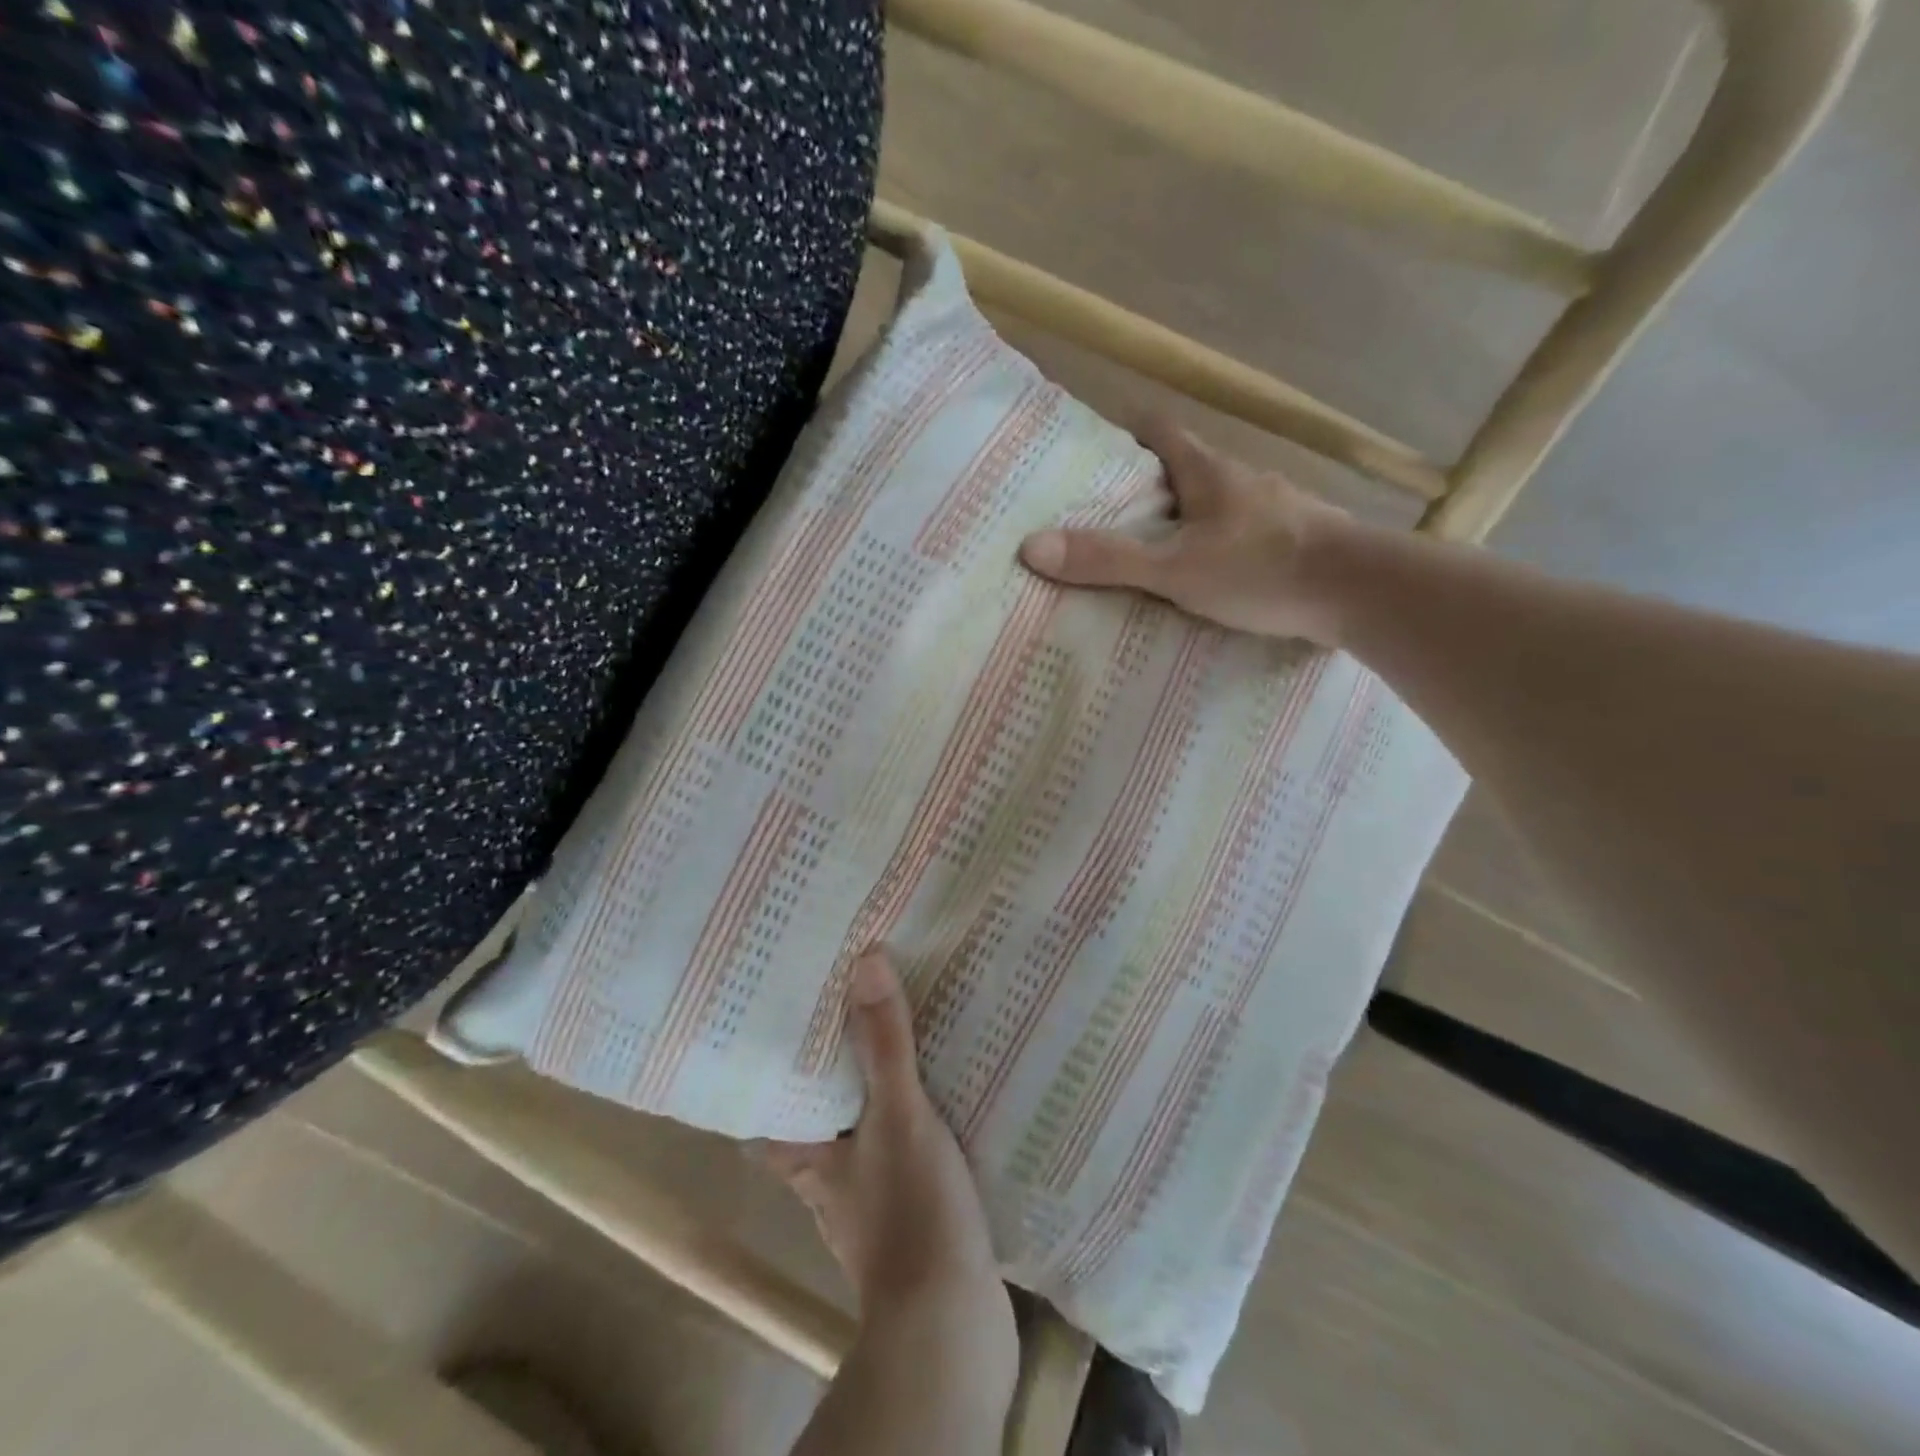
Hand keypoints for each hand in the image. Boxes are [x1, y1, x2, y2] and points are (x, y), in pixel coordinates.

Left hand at [760, 951, 1012, 1338]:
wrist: (954, 1326)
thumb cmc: (910, 1214)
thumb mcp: (899, 1113)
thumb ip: (884, 1040)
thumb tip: (865, 959)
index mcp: (809, 1159)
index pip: (766, 1113)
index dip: (764, 1075)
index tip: (775, 1027)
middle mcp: (831, 1182)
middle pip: (817, 1118)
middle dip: (830, 1072)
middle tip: (846, 1014)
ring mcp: (873, 1203)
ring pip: (863, 1134)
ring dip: (875, 1096)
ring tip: (897, 1041)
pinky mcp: (913, 1218)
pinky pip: (906, 1153)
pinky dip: (914, 1125)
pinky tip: (943, 1098)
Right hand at [1019, 416, 1356, 643]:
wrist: (1362, 592)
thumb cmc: (1263, 568)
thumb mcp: (1175, 569)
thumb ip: (1108, 560)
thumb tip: (1031, 547)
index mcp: (1208, 470)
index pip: (1158, 428)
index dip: (1122, 430)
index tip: (1091, 448)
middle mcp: (1239, 479)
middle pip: (1182, 468)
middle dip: (1143, 485)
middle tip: (1101, 514)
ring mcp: (1270, 510)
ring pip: (1211, 504)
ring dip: (1180, 520)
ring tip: (1144, 553)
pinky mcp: (1291, 541)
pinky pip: (1237, 535)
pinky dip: (1212, 547)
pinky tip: (1201, 578)